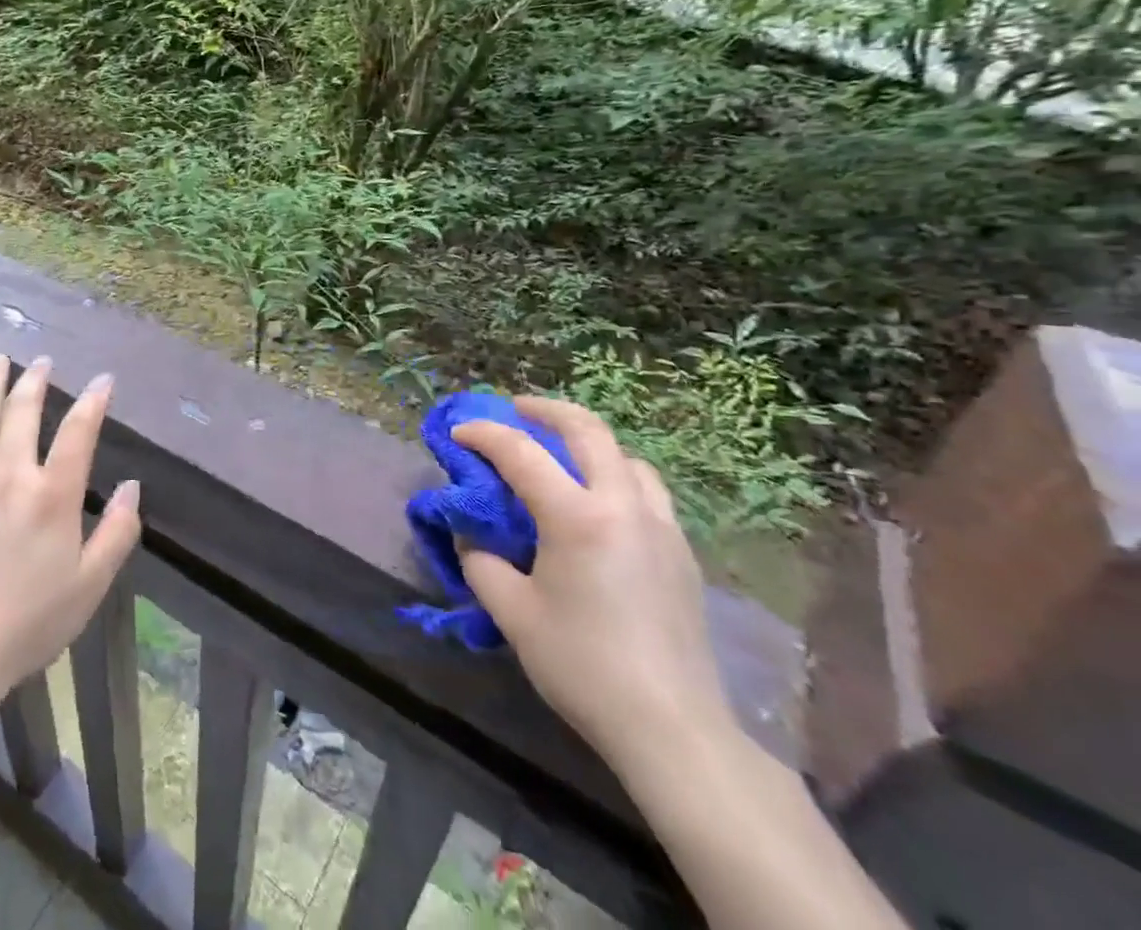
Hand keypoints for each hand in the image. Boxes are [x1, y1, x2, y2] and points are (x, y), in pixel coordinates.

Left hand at [0, 354, 140, 702]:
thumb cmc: (30, 621)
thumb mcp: (90, 584)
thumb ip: (117, 531)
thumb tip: (132, 485)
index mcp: (52, 494)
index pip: (79, 431)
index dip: (93, 401)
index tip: (102, 380)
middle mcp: (11, 475)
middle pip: (23, 411)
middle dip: (35, 380)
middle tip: (41, 360)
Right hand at [454, 398, 732, 773]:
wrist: (673, 730)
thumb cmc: (583, 666)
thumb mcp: (513, 614)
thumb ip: (482, 563)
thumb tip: (474, 539)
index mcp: (578, 517)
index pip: (521, 453)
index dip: (483, 435)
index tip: (458, 433)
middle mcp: (624, 507)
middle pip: (588, 430)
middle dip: (546, 410)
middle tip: (516, 410)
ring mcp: (662, 528)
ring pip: (626, 458)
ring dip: (589, 443)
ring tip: (561, 456)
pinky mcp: (682, 555)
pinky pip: (646, 492)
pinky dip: (615, 477)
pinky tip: (598, 507)